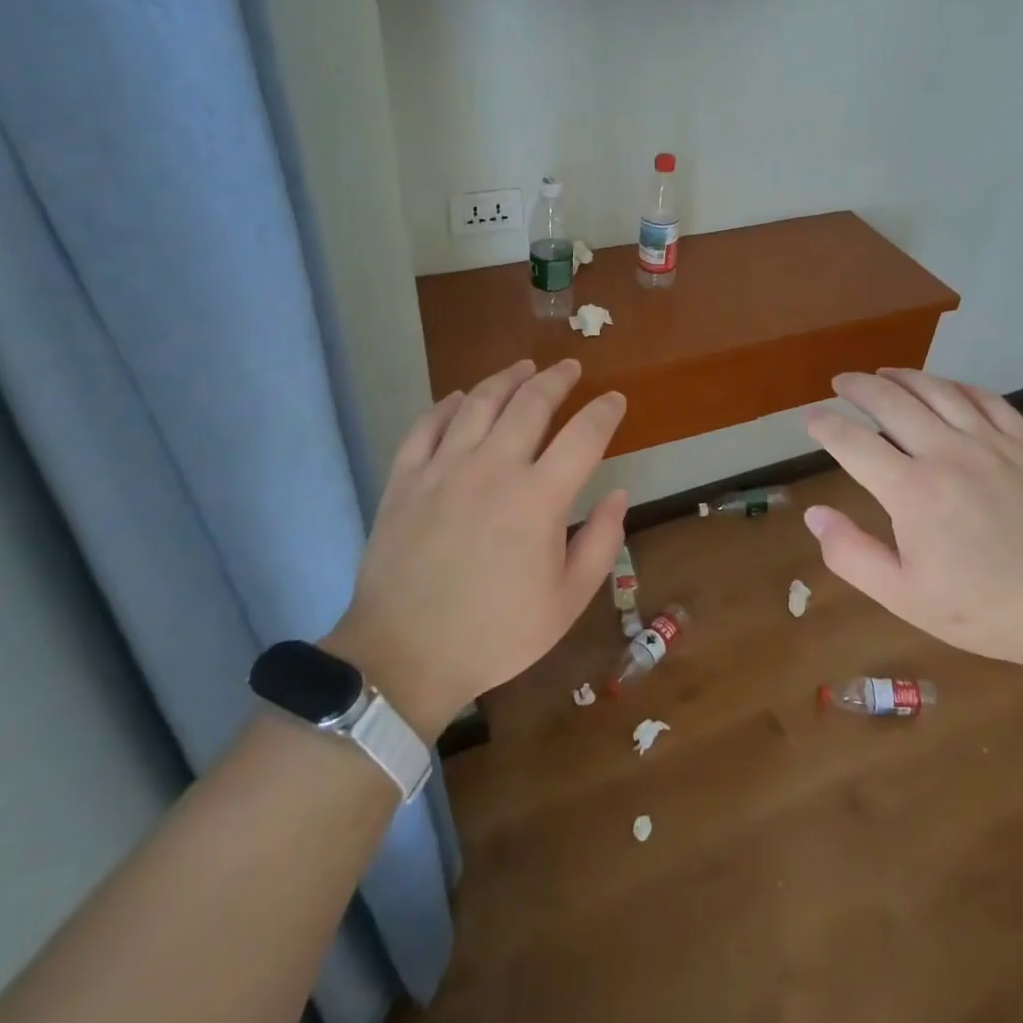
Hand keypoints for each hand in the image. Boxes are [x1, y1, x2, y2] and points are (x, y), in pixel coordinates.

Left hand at [325, 360, 626, 737]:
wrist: (404, 656)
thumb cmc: (496, 633)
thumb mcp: (567, 601)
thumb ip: (601, 542)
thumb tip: (618, 494)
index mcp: (539, 498)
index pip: (584, 435)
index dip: (605, 411)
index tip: (615, 399)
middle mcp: (493, 468)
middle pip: (531, 403)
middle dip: (556, 379)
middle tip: (569, 368)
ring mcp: (443, 468)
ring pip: (478, 402)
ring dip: (506, 378)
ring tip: (523, 367)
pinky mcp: (405, 478)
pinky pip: (426, 425)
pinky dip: (446, 404)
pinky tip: (458, 397)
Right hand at [802, 368, 1022, 671]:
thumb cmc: (984, 609)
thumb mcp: (904, 596)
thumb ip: (851, 554)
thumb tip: (814, 513)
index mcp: (911, 490)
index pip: (853, 442)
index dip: (825, 425)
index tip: (810, 418)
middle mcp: (946, 452)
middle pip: (891, 401)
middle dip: (858, 387)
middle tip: (841, 382)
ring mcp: (991, 443)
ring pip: (938, 390)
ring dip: (903, 376)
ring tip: (884, 373)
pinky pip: (986, 399)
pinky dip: (958, 386)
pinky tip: (947, 387)